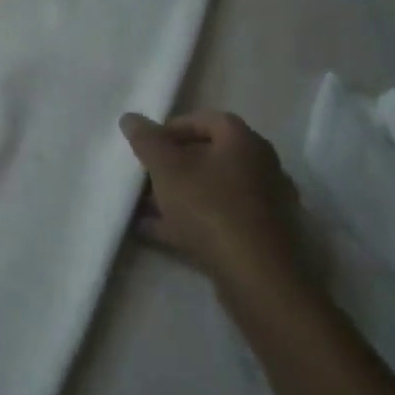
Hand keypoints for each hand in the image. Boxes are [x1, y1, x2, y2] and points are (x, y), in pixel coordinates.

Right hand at [121, 111, 305, 292]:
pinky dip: (188, 220)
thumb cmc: (208, 207)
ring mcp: (263, 205)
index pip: (207, 120)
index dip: (173, 128)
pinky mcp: (259, 237)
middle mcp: (261, 167)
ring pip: (211, 190)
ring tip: (143, 207)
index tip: (148, 145)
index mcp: (244, 143)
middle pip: (208, 156)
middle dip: (171, 164)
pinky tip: (156, 231)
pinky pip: (217, 219)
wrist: (255, 276)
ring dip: (177, 194)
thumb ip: (146, 140)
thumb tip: (130, 118)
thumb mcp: (166, 167)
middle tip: (144, 175)